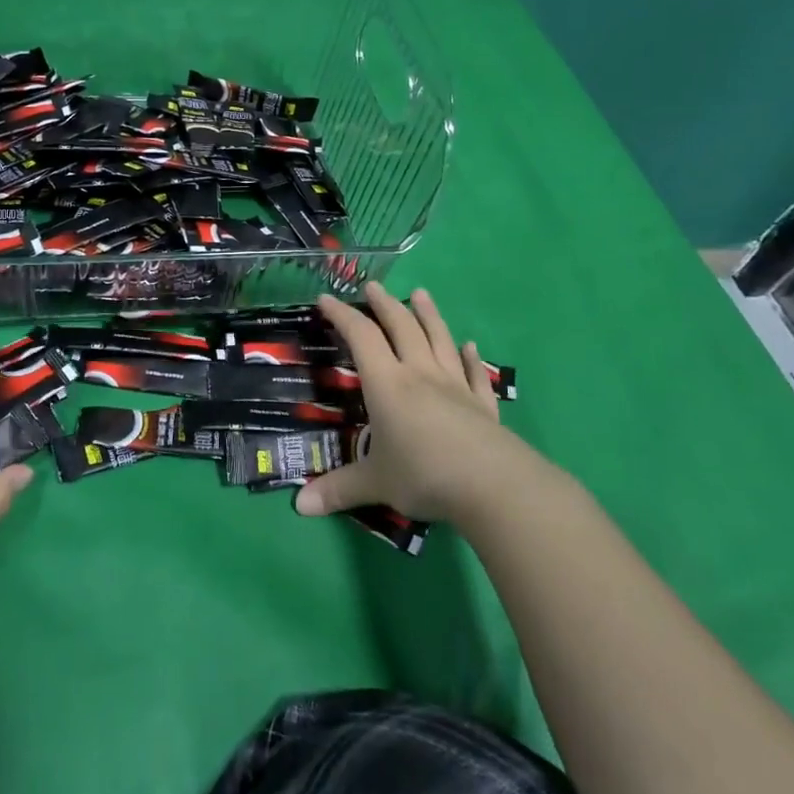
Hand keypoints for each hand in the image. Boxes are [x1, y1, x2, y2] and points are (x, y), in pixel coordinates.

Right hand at [295, 282, 539, 523]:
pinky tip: (470, 347)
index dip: (343, 316)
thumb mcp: (374, 483)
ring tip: (421, 294)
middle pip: (402, 328)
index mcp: (388, 385)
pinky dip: (470, 358)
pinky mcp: (483, 405)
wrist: (494, 486)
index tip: (327, 299)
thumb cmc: (425, 475)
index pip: (362, 338)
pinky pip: (475, 375)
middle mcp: (420, 375)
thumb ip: (337, 490)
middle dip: (384, 305)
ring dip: (429, 315)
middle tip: (372, 286)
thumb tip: (299, 507)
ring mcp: (456, 387)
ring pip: (440, 340)